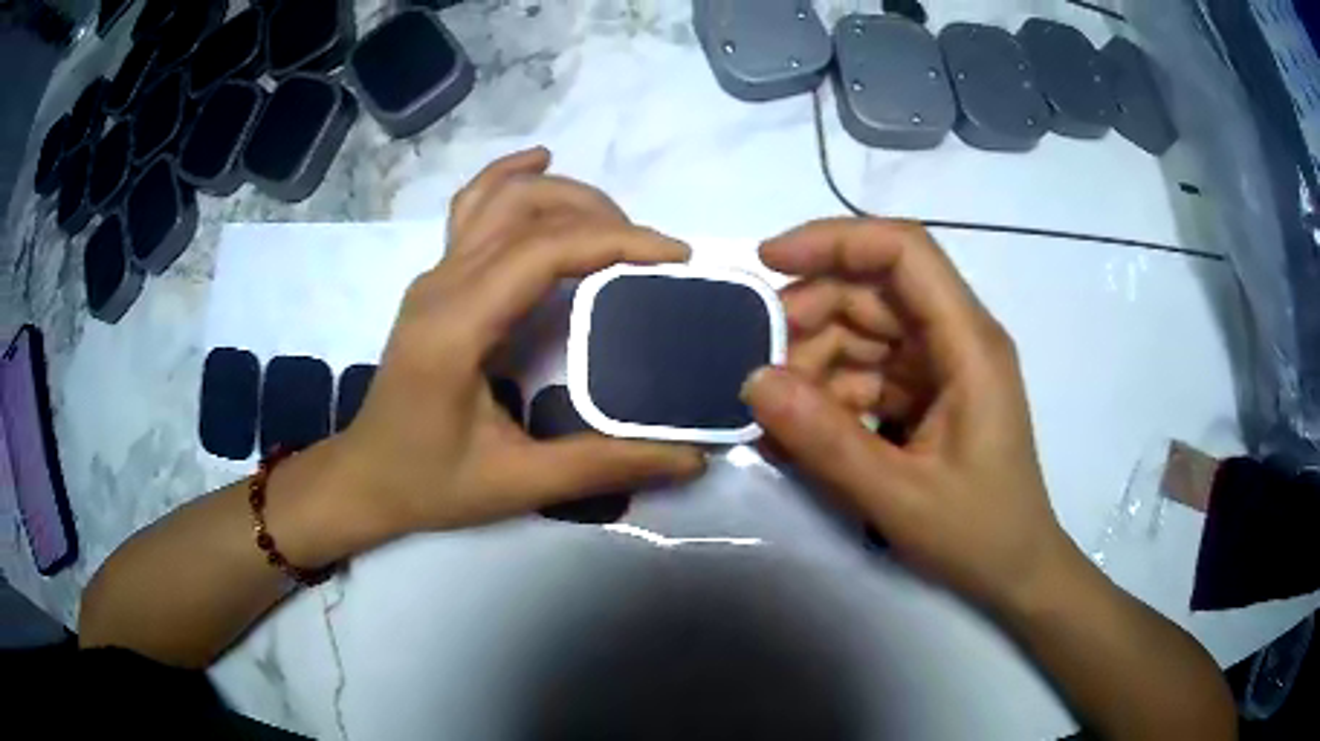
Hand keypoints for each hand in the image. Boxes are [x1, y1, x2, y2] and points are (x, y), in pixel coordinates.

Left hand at [321, 148, 704, 544]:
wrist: (365, 478)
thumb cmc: (430, 483)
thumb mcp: (517, 484)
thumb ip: (603, 466)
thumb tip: (692, 459)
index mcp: (456, 327)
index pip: (544, 251)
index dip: (617, 241)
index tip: (675, 256)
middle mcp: (441, 284)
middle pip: (525, 209)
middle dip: (599, 215)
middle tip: (651, 254)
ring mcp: (433, 275)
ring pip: (500, 197)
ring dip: (563, 195)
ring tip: (614, 221)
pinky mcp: (435, 281)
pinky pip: (473, 207)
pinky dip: (509, 177)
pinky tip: (538, 163)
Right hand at [742, 219, 1069, 613]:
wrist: (1015, 571)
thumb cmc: (977, 534)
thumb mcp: (899, 497)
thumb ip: (826, 442)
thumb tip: (753, 381)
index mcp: (969, 343)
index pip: (904, 251)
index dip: (836, 241)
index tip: (769, 261)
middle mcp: (958, 338)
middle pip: (876, 288)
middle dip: (812, 313)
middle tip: (760, 363)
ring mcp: (942, 365)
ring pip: (865, 330)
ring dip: (815, 360)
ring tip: (778, 412)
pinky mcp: (928, 393)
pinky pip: (870, 371)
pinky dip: (831, 392)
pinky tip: (802, 430)